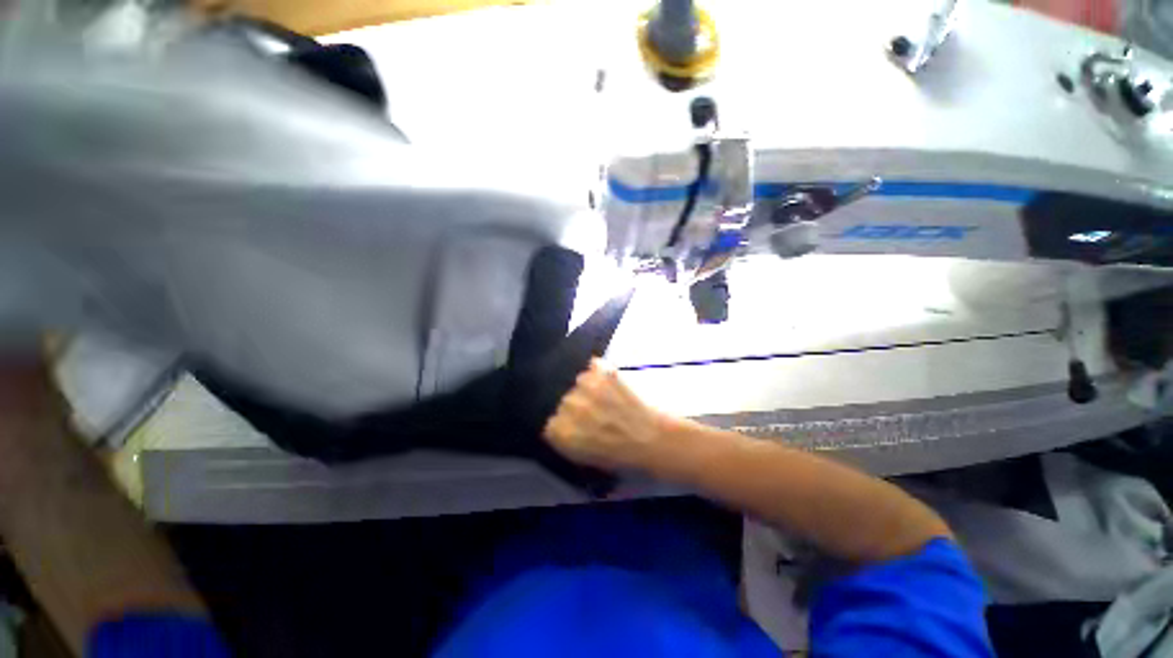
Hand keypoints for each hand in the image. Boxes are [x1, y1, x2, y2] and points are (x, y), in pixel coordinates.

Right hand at [543, 359, 670, 471]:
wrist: (651, 437)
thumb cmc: (620, 454)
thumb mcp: (584, 457)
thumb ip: (565, 439)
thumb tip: (558, 425)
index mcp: (559, 431)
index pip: (551, 421)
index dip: (566, 422)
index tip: (579, 425)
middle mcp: (567, 405)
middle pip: (564, 399)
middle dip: (578, 405)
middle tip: (597, 411)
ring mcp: (584, 385)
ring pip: (579, 381)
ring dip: (590, 388)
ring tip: (608, 397)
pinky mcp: (601, 370)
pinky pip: (594, 366)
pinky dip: (602, 373)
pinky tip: (613, 383)